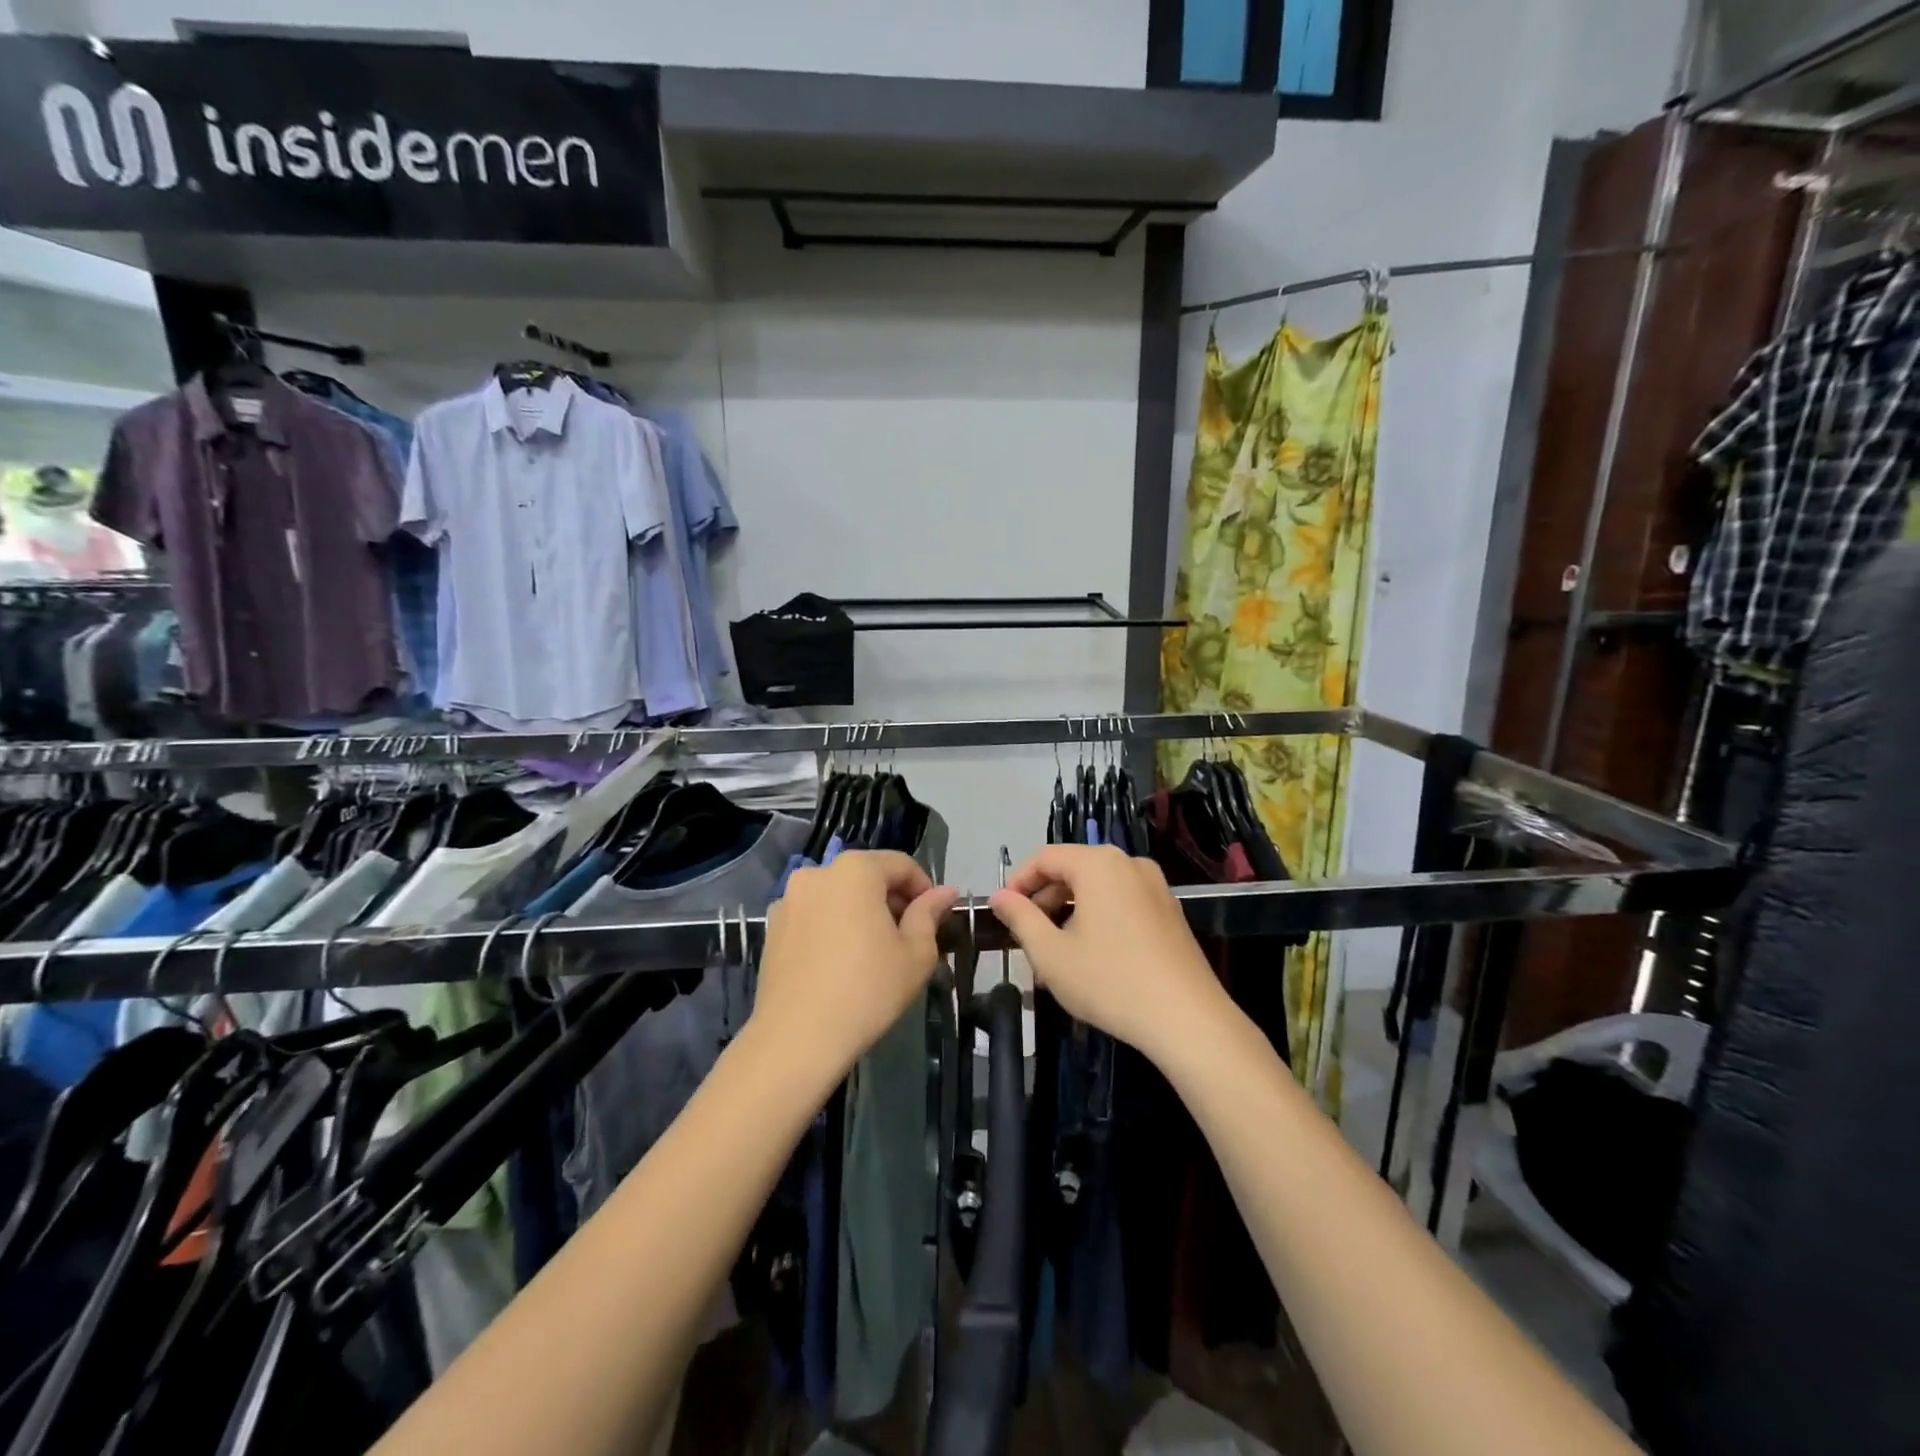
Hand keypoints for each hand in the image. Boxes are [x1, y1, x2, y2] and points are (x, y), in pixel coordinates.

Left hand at [752, 850, 959, 1084]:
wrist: (797, 1037)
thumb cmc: (867, 990)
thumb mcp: (916, 953)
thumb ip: (930, 913)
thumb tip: (945, 892)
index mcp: (856, 870)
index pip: (901, 865)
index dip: (924, 889)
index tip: (935, 919)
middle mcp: (818, 873)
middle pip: (867, 876)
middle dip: (892, 900)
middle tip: (908, 938)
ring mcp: (789, 899)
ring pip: (839, 895)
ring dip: (861, 912)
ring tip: (874, 952)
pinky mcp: (773, 927)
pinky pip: (814, 915)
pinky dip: (832, 927)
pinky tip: (840, 963)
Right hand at [989, 844, 1232, 1066]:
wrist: (1187, 1020)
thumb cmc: (1110, 981)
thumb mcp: (1051, 953)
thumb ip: (1020, 918)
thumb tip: (999, 897)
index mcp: (1098, 864)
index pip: (1045, 858)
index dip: (1017, 883)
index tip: (1001, 913)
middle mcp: (1129, 864)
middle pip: (1073, 871)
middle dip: (1044, 902)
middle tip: (1026, 940)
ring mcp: (1155, 887)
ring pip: (1097, 890)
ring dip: (1069, 915)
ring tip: (1054, 958)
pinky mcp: (1170, 912)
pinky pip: (1121, 904)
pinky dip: (1097, 921)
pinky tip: (1090, 960)